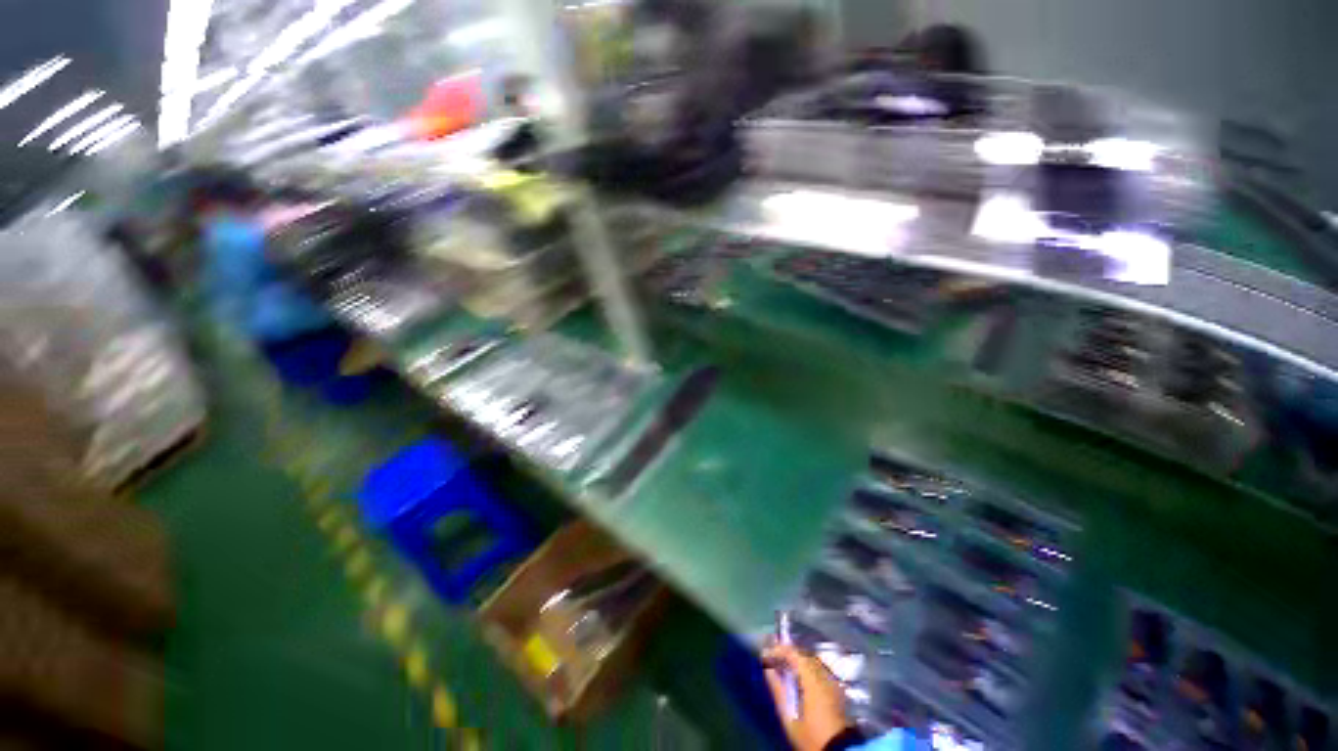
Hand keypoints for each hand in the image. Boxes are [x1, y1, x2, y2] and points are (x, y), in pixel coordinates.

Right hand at [762, 642, 852, 750]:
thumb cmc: (811, 736)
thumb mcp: (790, 718)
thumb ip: (778, 691)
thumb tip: (768, 669)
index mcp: (813, 681)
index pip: (794, 654)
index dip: (780, 649)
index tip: (767, 654)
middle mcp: (825, 676)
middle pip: (804, 655)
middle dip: (788, 654)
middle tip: (774, 660)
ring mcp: (833, 682)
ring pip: (813, 661)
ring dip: (798, 661)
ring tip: (785, 668)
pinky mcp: (837, 690)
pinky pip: (820, 670)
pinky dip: (808, 669)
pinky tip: (801, 679)